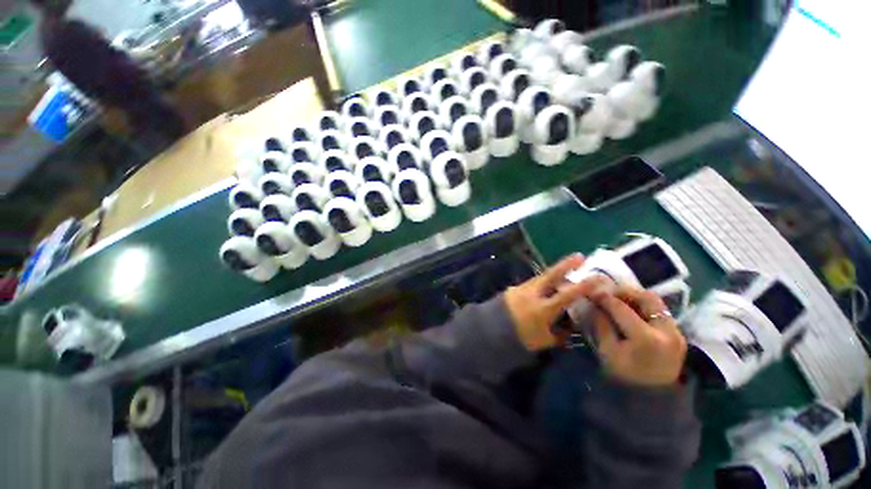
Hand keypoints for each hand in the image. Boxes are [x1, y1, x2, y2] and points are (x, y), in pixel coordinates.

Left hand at [505, 255, 603, 351]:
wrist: (491, 330)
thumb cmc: (520, 338)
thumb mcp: (544, 341)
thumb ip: (560, 334)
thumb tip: (572, 326)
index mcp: (543, 309)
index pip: (567, 295)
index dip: (583, 286)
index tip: (597, 278)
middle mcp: (532, 294)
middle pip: (551, 275)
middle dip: (566, 265)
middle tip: (580, 256)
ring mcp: (522, 288)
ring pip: (541, 277)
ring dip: (554, 272)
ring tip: (566, 269)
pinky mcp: (514, 288)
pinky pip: (533, 282)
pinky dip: (542, 281)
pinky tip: (547, 285)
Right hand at [590, 286, 686, 386]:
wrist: (652, 398)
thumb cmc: (624, 376)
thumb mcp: (606, 351)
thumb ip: (601, 324)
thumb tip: (595, 305)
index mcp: (645, 338)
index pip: (621, 308)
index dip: (603, 297)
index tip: (591, 291)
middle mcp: (666, 331)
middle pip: (647, 298)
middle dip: (625, 291)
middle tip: (608, 292)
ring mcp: (676, 333)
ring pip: (656, 303)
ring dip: (636, 297)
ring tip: (619, 300)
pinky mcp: (678, 335)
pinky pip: (660, 312)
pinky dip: (644, 307)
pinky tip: (631, 311)